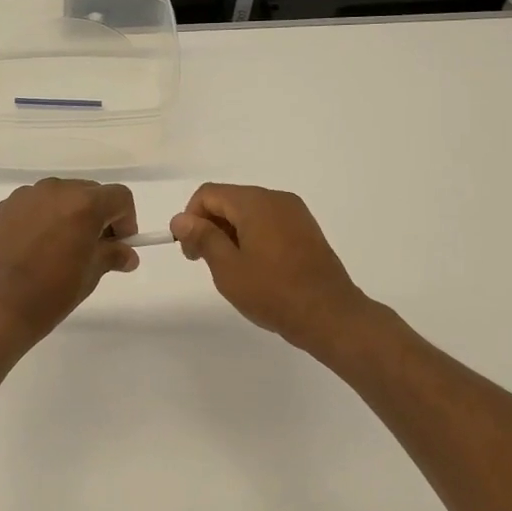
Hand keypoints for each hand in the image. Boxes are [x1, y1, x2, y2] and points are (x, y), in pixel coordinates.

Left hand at [0, 179, 138, 355]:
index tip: (120, 246)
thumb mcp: (89, 277)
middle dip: (98, 216)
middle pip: (89, 192)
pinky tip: (33, 250)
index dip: (126, 220)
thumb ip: (111, 256)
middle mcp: (54, 190)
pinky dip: (43, 220)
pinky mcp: (2, 208)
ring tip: (60, 251)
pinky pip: (34, 206)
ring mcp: (24, 196)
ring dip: (69, 216)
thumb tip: (127, 254)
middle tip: (93, 250)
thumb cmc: (48, 295)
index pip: (119, 197)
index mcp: (82, 204)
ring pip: (59, 197)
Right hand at [171, 183, 375, 358]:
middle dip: (210, 226)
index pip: (208, 194)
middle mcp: (276, 198)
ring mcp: (295, 213)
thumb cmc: (273, 292)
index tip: (191, 252)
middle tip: (206, 263)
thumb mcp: (227, 268)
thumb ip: (202, 237)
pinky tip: (256, 268)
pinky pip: (269, 222)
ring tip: (232, 269)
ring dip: (231, 233)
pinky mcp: (306, 229)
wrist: (330, 316)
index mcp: (255, 202)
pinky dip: (253, 237)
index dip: (191, 219)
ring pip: (249, 212)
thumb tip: (180, 219)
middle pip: (229, 200)